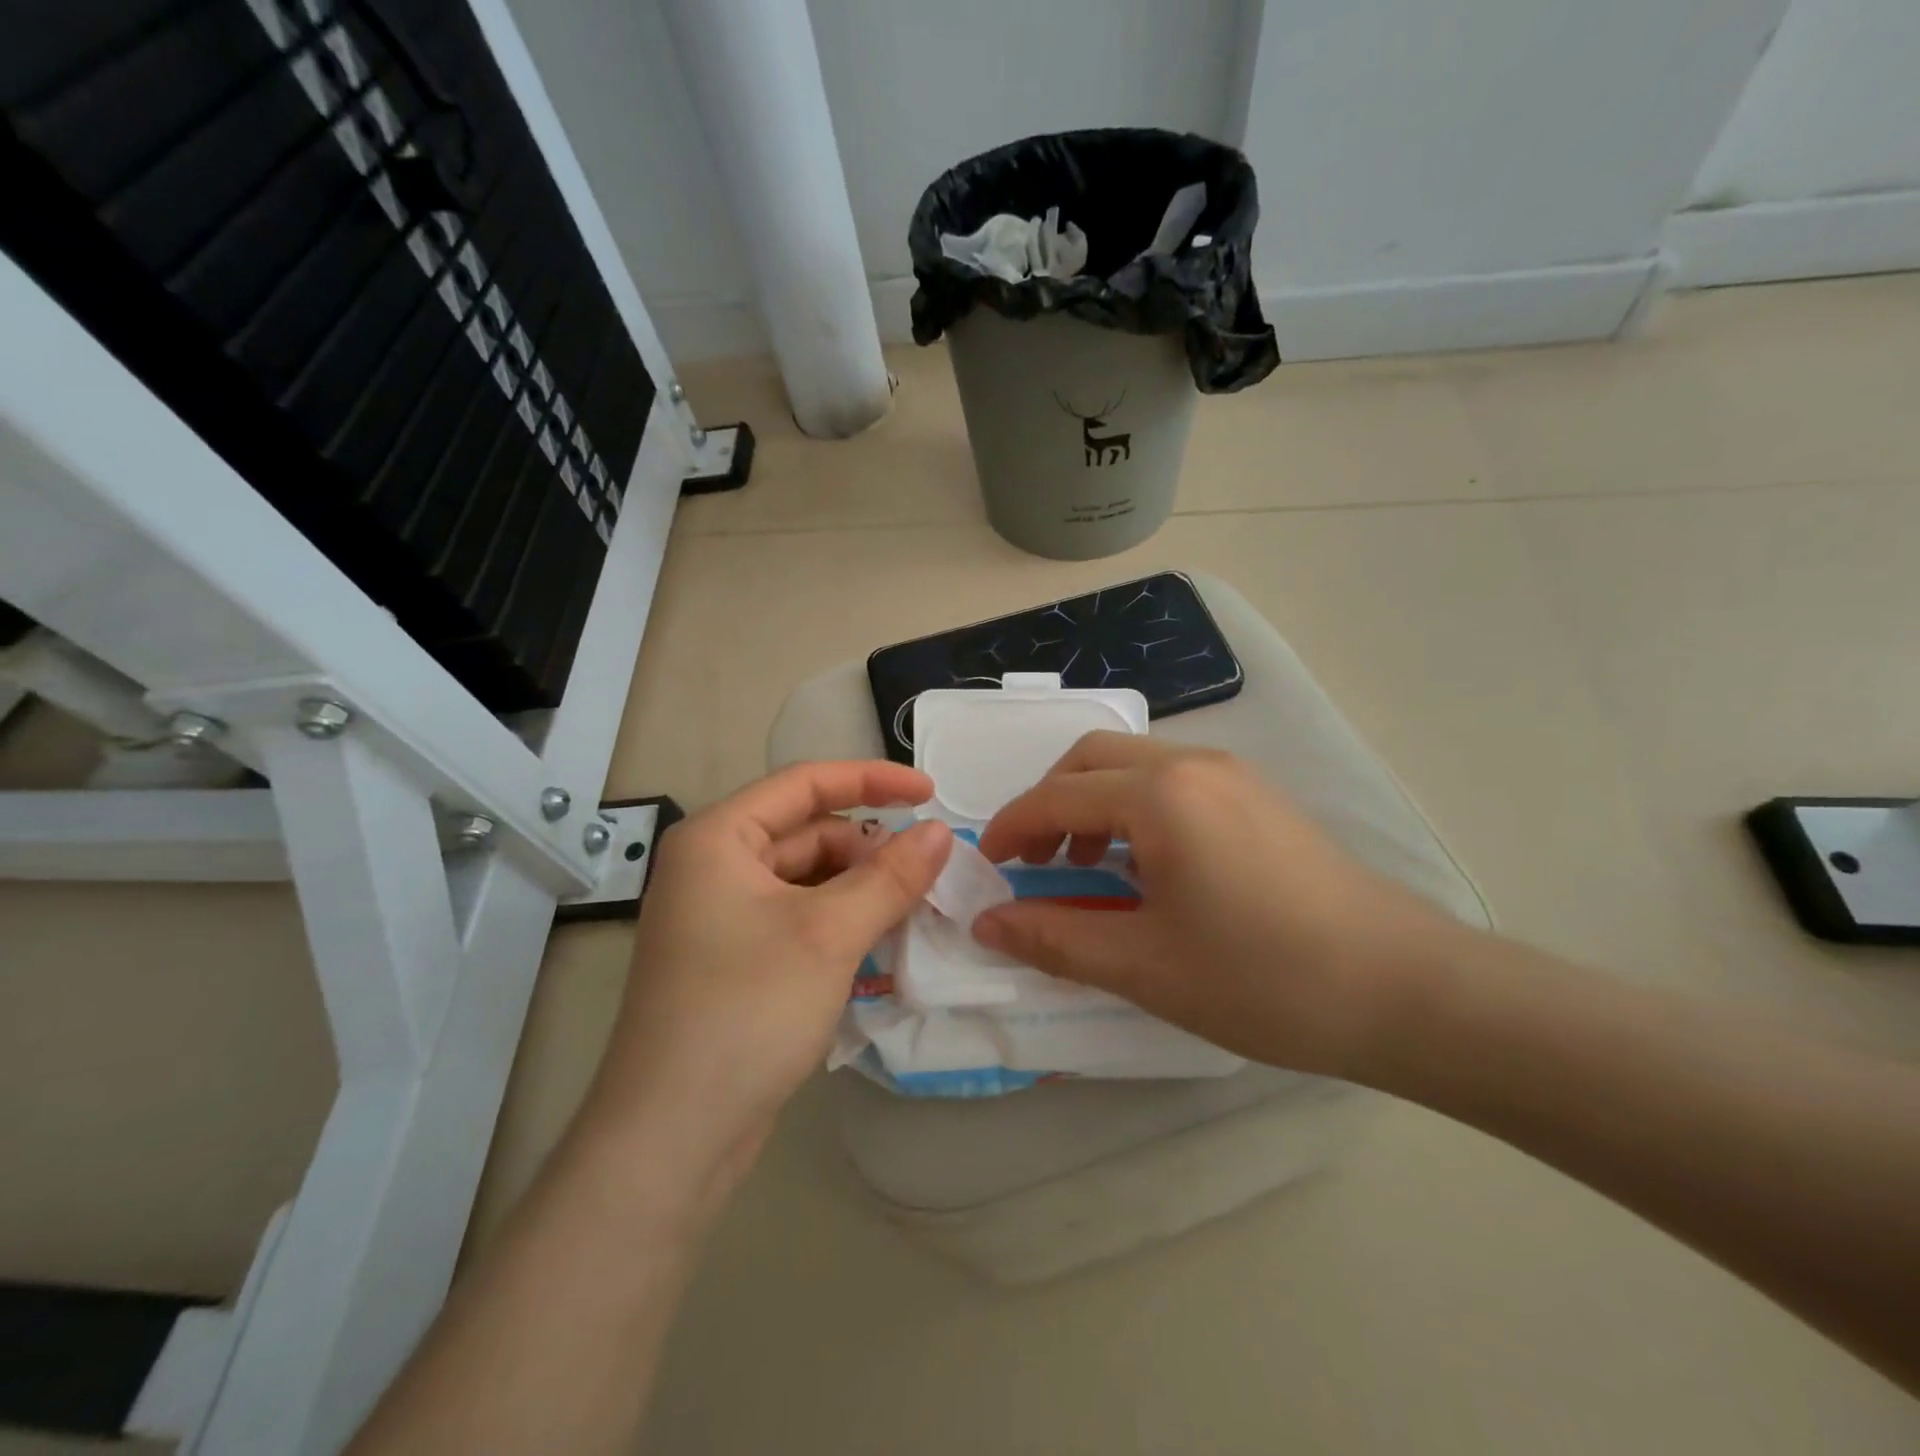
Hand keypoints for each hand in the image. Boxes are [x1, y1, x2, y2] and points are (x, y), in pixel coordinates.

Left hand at [579, 762, 951, 1198]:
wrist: (673, 1136)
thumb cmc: (747, 1010)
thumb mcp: (830, 934)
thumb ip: (891, 876)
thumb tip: (940, 833)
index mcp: (719, 838)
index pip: (805, 783)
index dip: (872, 780)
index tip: (931, 792)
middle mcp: (713, 866)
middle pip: (808, 833)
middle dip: (869, 848)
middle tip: (928, 875)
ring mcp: (721, 916)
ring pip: (808, 879)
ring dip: (860, 889)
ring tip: (911, 910)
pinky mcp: (735, 960)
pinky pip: (799, 918)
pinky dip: (841, 922)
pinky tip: (879, 943)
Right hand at [973, 734, 1465, 1079]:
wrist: (1408, 990)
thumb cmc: (1264, 979)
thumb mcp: (1144, 965)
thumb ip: (1055, 938)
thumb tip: (988, 923)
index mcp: (1160, 795)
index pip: (1057, 796)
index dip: (1011, 828)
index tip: (989, 867)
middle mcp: (1193, 764)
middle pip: (1091, 757)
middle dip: (1049, 802)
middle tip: (1038, 860)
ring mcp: (1234, 774)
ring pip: (1134, 763)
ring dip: (1094, 802)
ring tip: (1091, 866)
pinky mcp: (1261, 796)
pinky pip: (1174, 780)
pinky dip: (1136, 807)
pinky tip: (1150, 865)